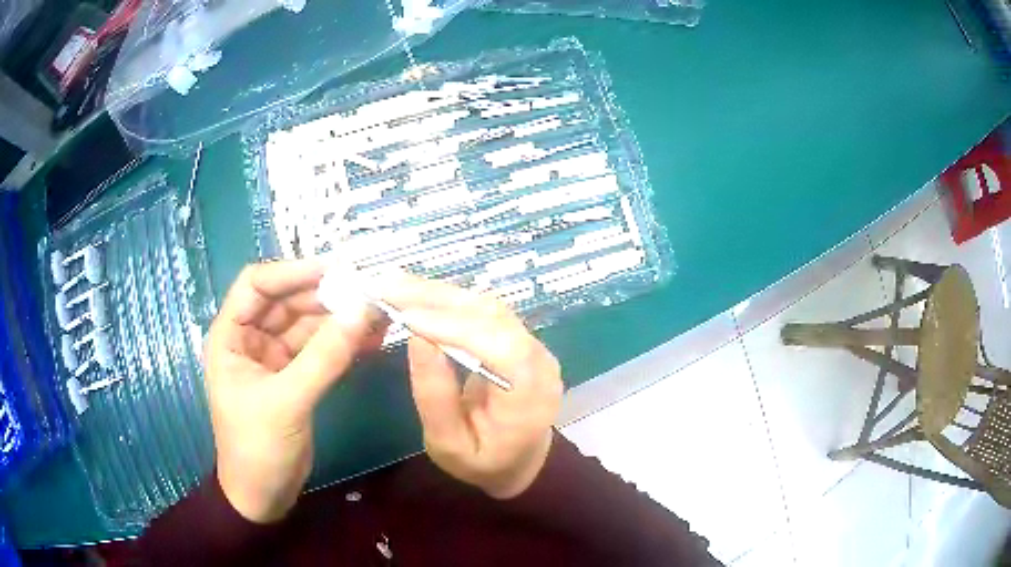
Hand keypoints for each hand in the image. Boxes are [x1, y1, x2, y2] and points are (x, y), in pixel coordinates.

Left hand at [204, 260, 384, 522]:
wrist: (264, 497)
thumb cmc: (258, 448)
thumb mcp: (287, 401)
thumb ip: (324, 357)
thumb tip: (363, 311)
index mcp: (230, 335)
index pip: (257, 284)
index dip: (293, 271)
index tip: (336, 269)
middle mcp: (251, 338)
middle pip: (288, 301)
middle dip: (326, 296)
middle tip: (369, 292)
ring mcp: (274, 357)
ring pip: (308, 324)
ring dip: (340, 319)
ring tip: (379, 314)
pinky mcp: (295, 376)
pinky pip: (320, 349)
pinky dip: (344, 344)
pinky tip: (372, 341)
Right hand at [378, 274, 562, 498]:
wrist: (519, 462)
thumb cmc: (483, 462)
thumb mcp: (449, 445)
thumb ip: (435, 398)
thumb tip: (417, 339)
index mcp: (531, 395)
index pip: (501, 347)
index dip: (455, 326)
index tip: (407, 316)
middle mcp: (540, 361)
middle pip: (493, 316)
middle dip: (437, 299)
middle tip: (387, 287)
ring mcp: (533, 345)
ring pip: (486, 306)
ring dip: (439, 293)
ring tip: (394, 285)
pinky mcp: (518, 338)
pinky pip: (483, 311)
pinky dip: (447, 301)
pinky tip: (417, 295)